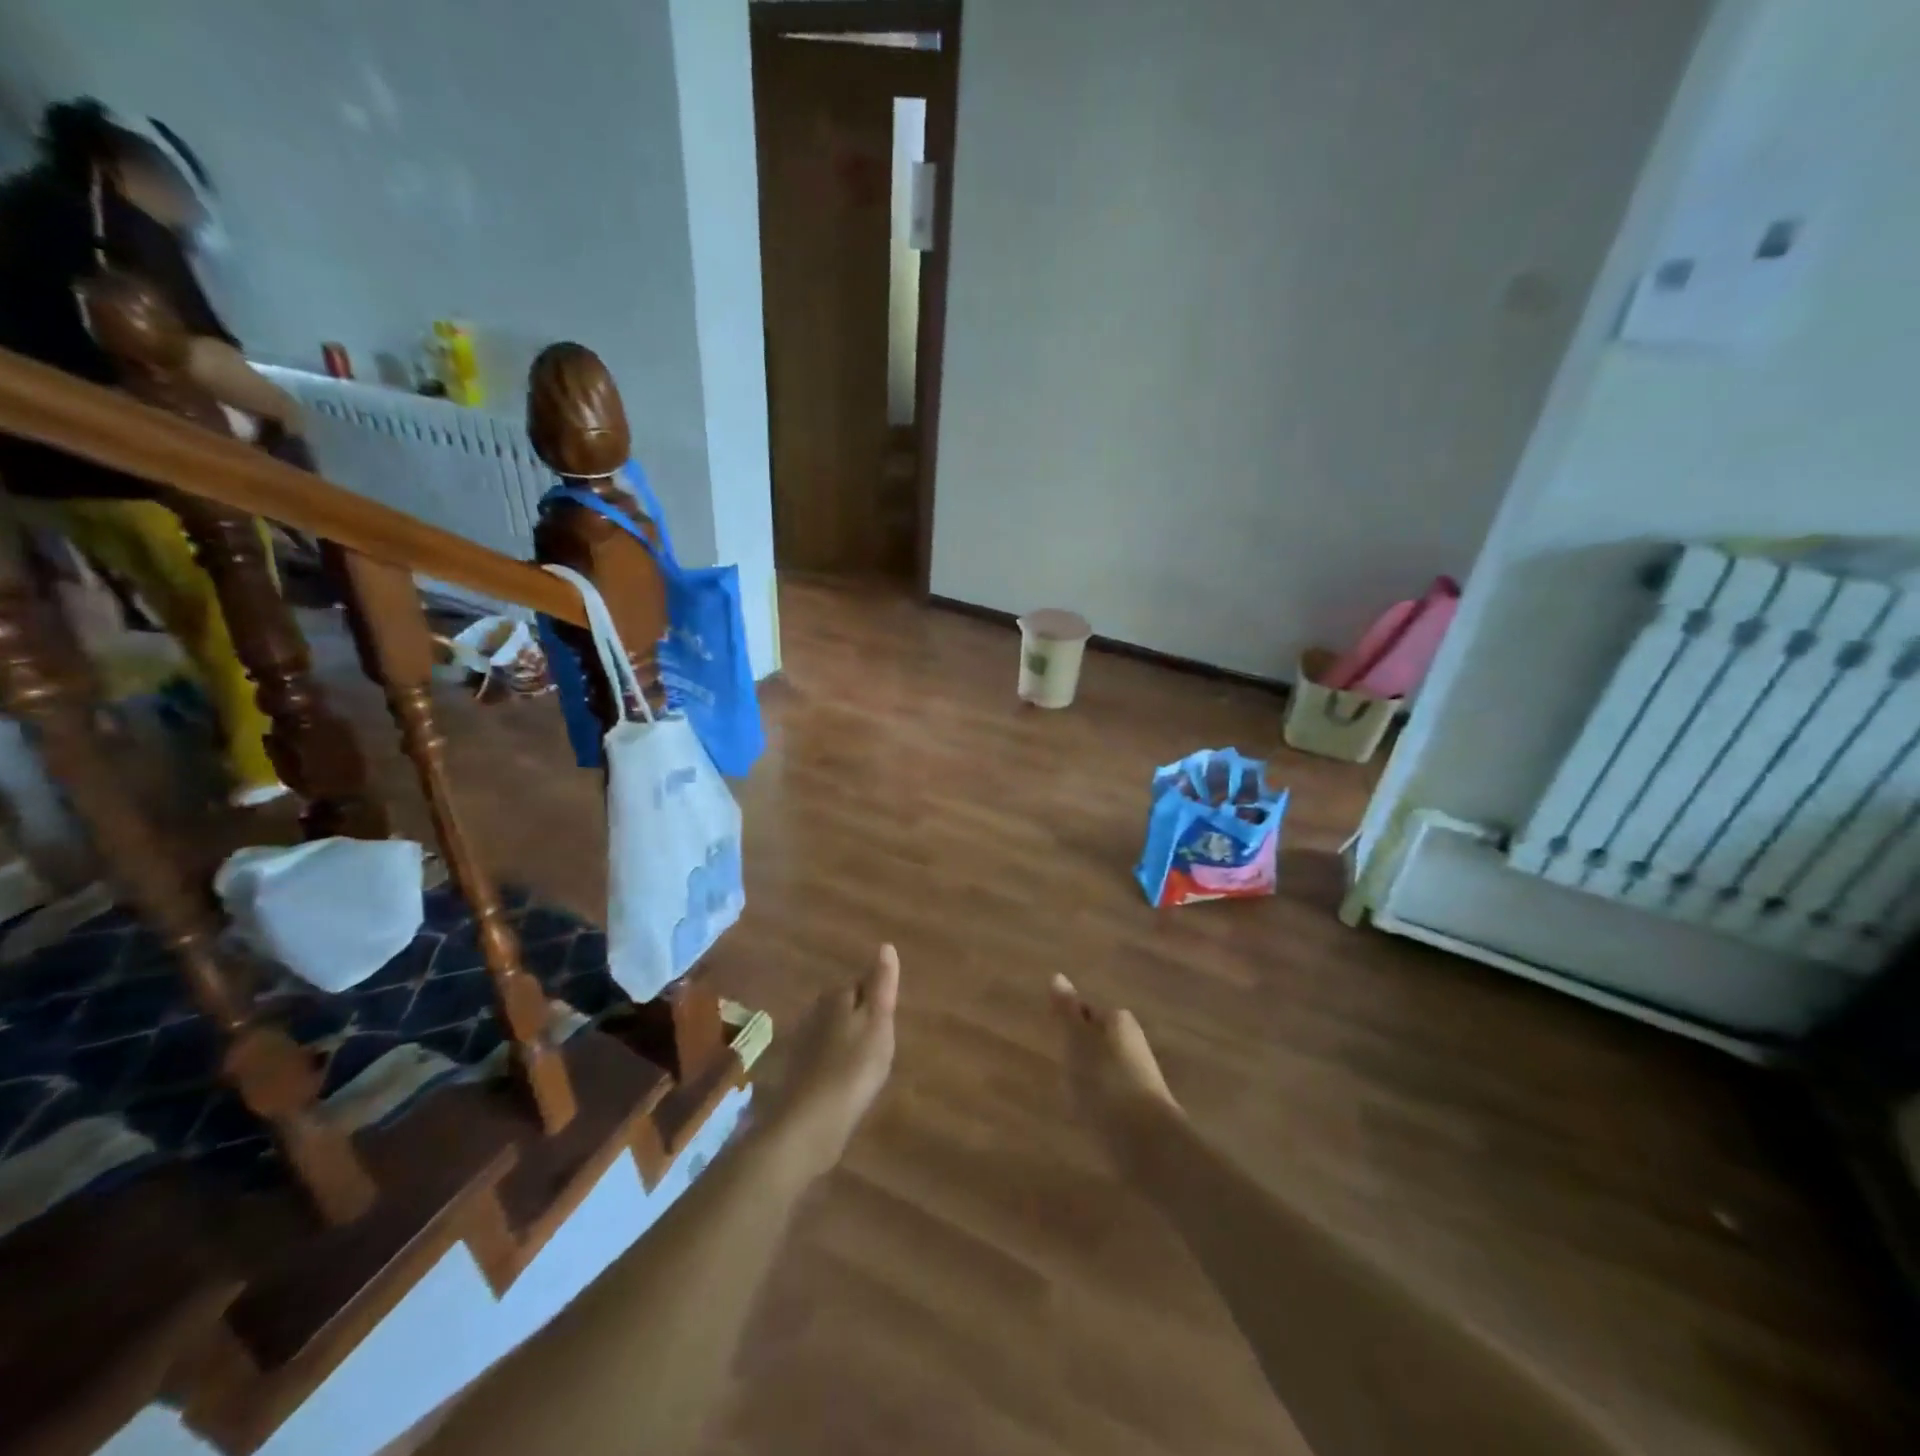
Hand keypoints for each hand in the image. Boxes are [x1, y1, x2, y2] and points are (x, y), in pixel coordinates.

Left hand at [765, 944, 899, 1180]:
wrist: (808, 1122)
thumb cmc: (853, 1068)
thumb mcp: (878, 1023)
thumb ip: (882, 985)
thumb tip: (886, 946)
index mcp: (837, 997)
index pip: (860, 981)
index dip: (877, 994)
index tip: (890, 1012)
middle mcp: (815, 1012)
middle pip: (843, 1004)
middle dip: (860, 1015)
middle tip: (882, 1037)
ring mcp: (802, 1042)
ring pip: (831, 1029)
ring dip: (846, 1038)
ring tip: (866, 1059)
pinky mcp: (797, 1071)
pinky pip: (822, 1055)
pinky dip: (834, 1061)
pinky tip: (843, 1079)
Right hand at [1050, 973, 1182, 1170]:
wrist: (1146, 1142)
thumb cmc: (1104, 1081)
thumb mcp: (1077, 1041)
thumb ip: (1066, 1011)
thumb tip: (1057, 975)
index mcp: (1118, 1021)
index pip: (1088, 1011)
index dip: (1070, 1022)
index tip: (1054, 1035)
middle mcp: (1133, 1044)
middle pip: (1099, 1039)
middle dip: (1080, 1050)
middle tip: (1057, 1063)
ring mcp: (1140, 1078)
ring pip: (1106, 1069)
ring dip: (1089, 1078)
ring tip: (1068, 1092)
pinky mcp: (1141, 1110)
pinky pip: (1112, 1096)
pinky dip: (1098, 1102)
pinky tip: (1087, 1117)